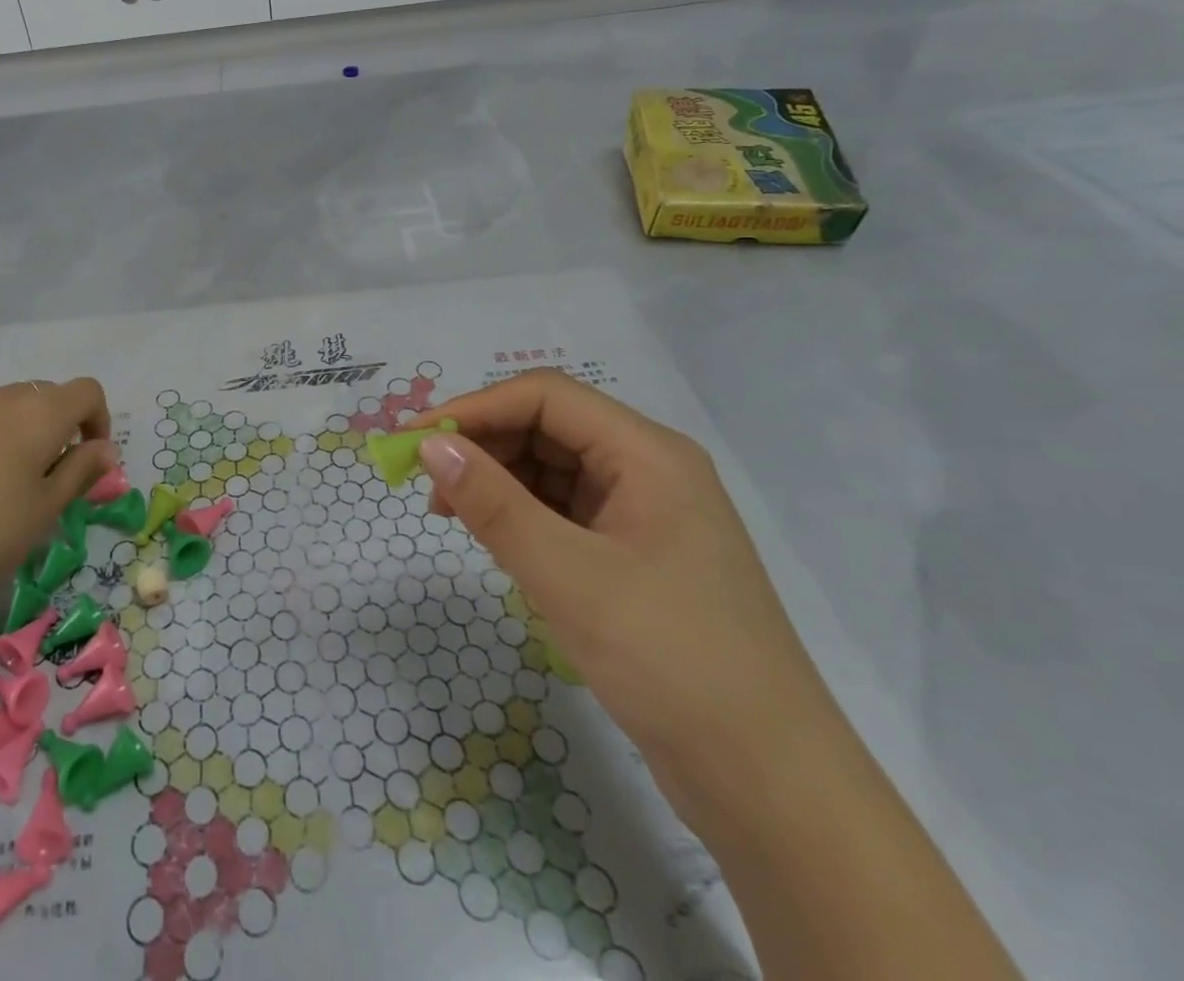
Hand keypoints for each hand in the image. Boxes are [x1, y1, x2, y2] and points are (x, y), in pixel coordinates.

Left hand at [0, 377, 117, 611]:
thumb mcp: (48, 508)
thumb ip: (82, 470)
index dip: (98, 419)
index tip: (89, 456)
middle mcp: (2, 398)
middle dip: (58, 424)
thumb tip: (105, 449)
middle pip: (45, 394)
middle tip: (49, 471)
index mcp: (41, 414)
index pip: (87, 391)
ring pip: (4, 405)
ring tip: (2, 477)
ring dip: (18, 428)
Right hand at [412, 371, 841, 826]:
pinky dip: (522, 516)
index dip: (474, 407)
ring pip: (554, 470)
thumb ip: (492, 502)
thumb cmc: (670, 660)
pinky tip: (495, 541)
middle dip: (483, 445)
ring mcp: (645, 515)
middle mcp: (649, 470)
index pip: (545, 397)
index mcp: (648, 454)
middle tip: (425, 482)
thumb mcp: (567, 575)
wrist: (769, 786)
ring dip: (498, 481)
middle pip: (548, 428)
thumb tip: (429, 446)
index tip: (414, 439)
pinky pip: (565, 512)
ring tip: (449, 514)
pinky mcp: (637, 557)